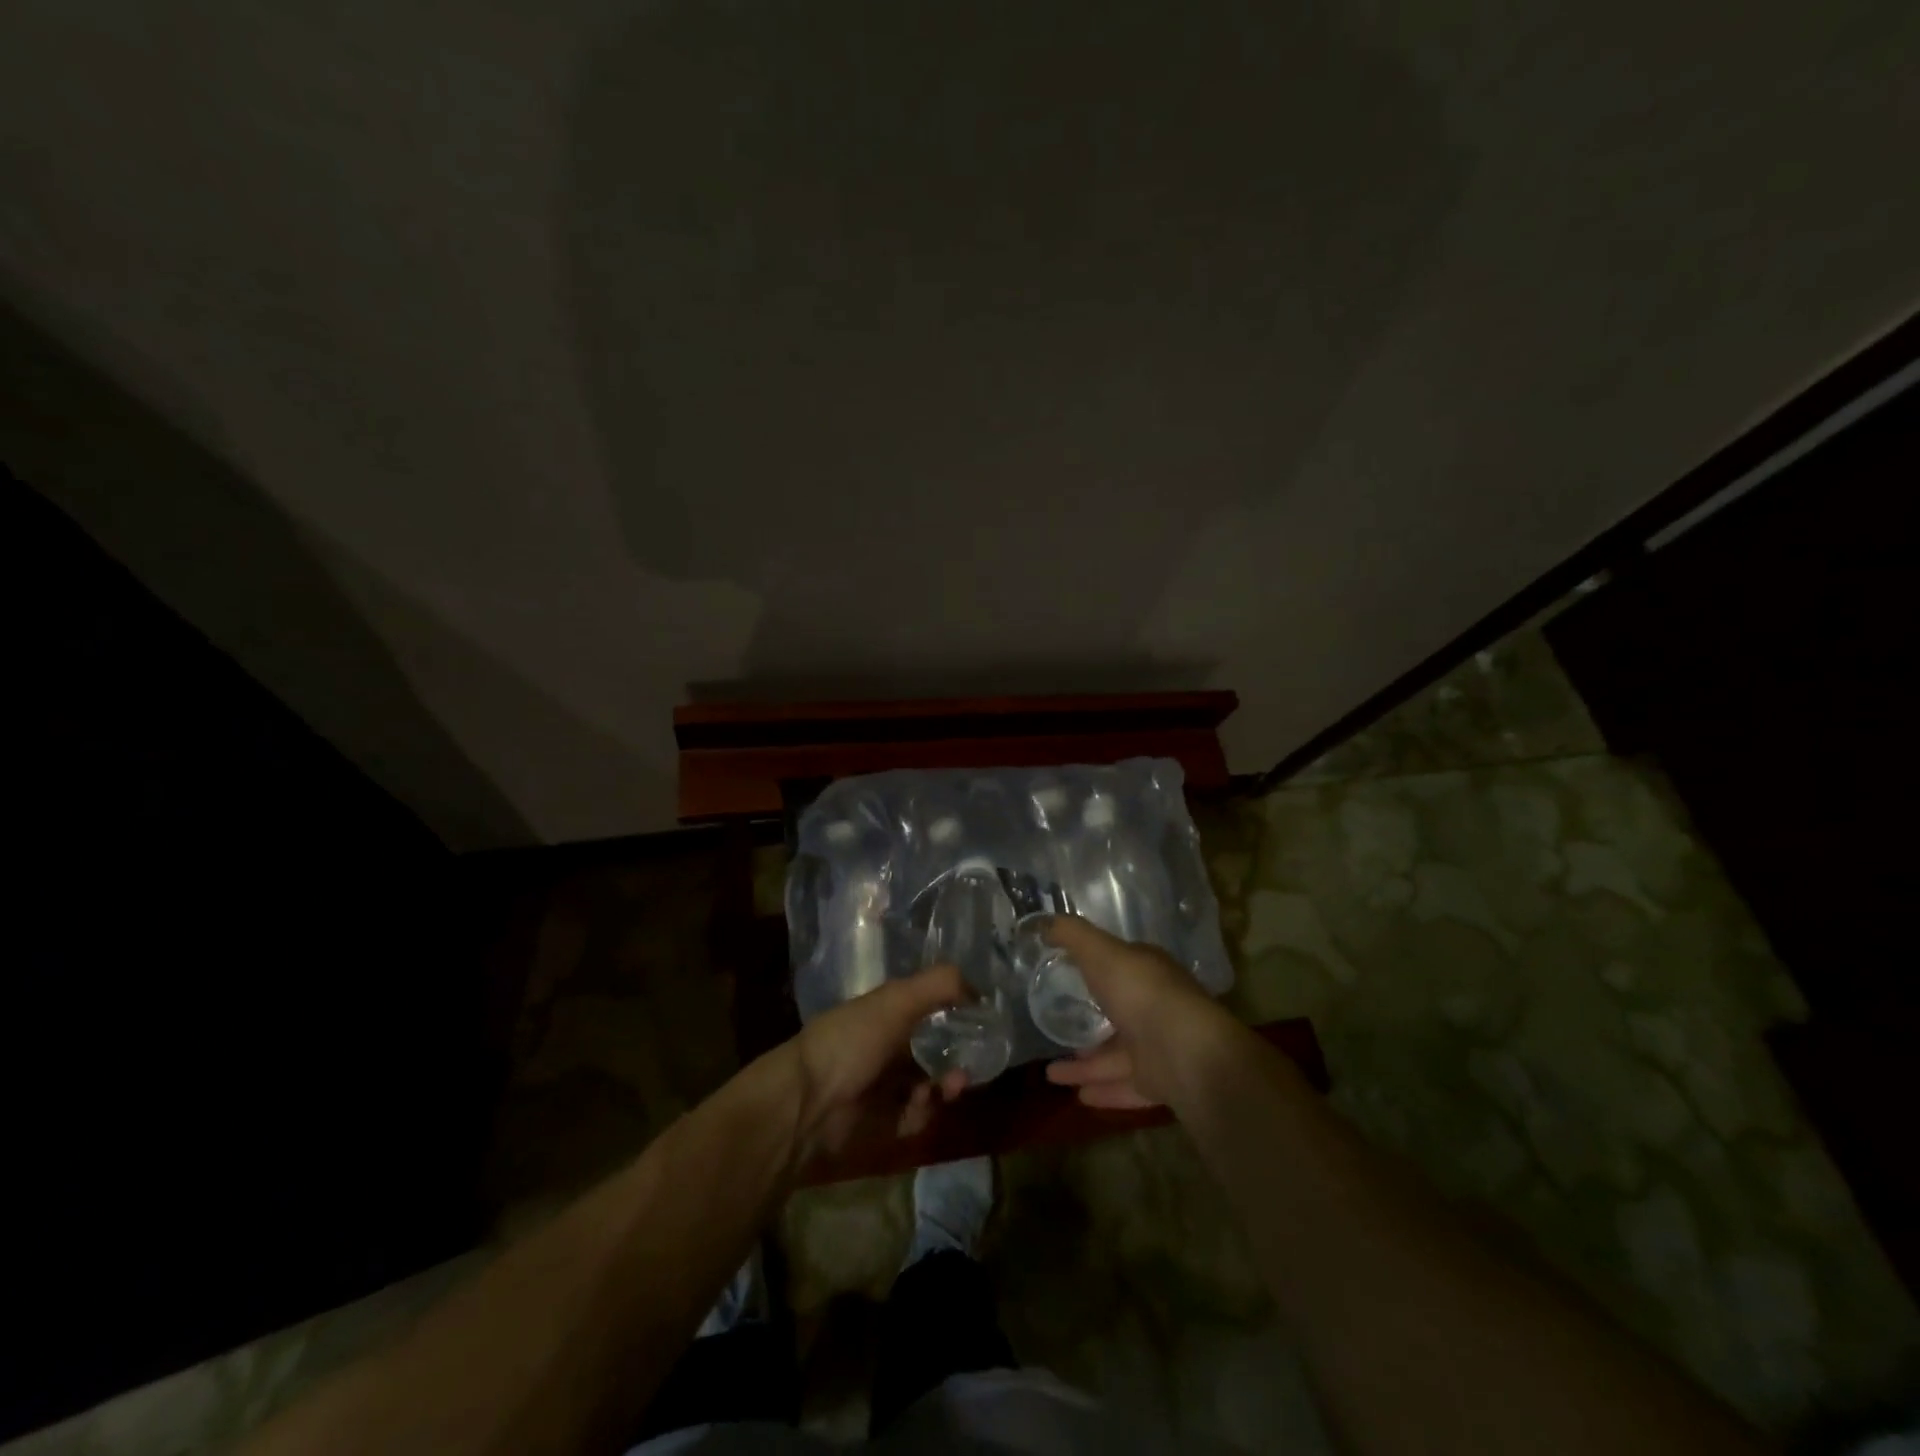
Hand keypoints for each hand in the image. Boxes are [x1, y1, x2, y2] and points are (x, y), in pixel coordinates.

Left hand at [784, 965, 968, 1164]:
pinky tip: (921, 1106)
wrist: (808, 1103)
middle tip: (970, 1064)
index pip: (928, 1009)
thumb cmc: (852, 1040)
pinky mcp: (882, 1123)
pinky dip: (924, 1113)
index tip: (980, 1022)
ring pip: (930, 1085)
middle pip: (934, 1050)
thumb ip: (940, 985)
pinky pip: (916, 1117)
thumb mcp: (897, 999)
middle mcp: (886, 1047)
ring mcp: (883, 1086)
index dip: (955, 1013)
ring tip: (951, 1087)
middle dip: (957, 1056)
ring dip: (946, 1085)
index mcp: (885, 1014)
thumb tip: (979, 991)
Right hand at [1042, 915, 1236, 1109]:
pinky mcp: (1161, 1082)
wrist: (1185, 1051)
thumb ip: (1072, 935)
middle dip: (1087, 1025)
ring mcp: (1160, 1047)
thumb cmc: (1140, 992)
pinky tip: (1078, 1097)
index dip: (1095, 970)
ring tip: (1051, 1075)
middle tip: (1055, 1031)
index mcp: (1147, 973)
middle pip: (1117, 1016)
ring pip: (1116, 1056)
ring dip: (1086, 1066)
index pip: (1120, 968)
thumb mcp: (1100, 951)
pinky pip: (1126, 1086)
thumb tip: (1043, 922)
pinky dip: (1103, 1090)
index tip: (1065, 976)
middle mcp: (1156, 1008)